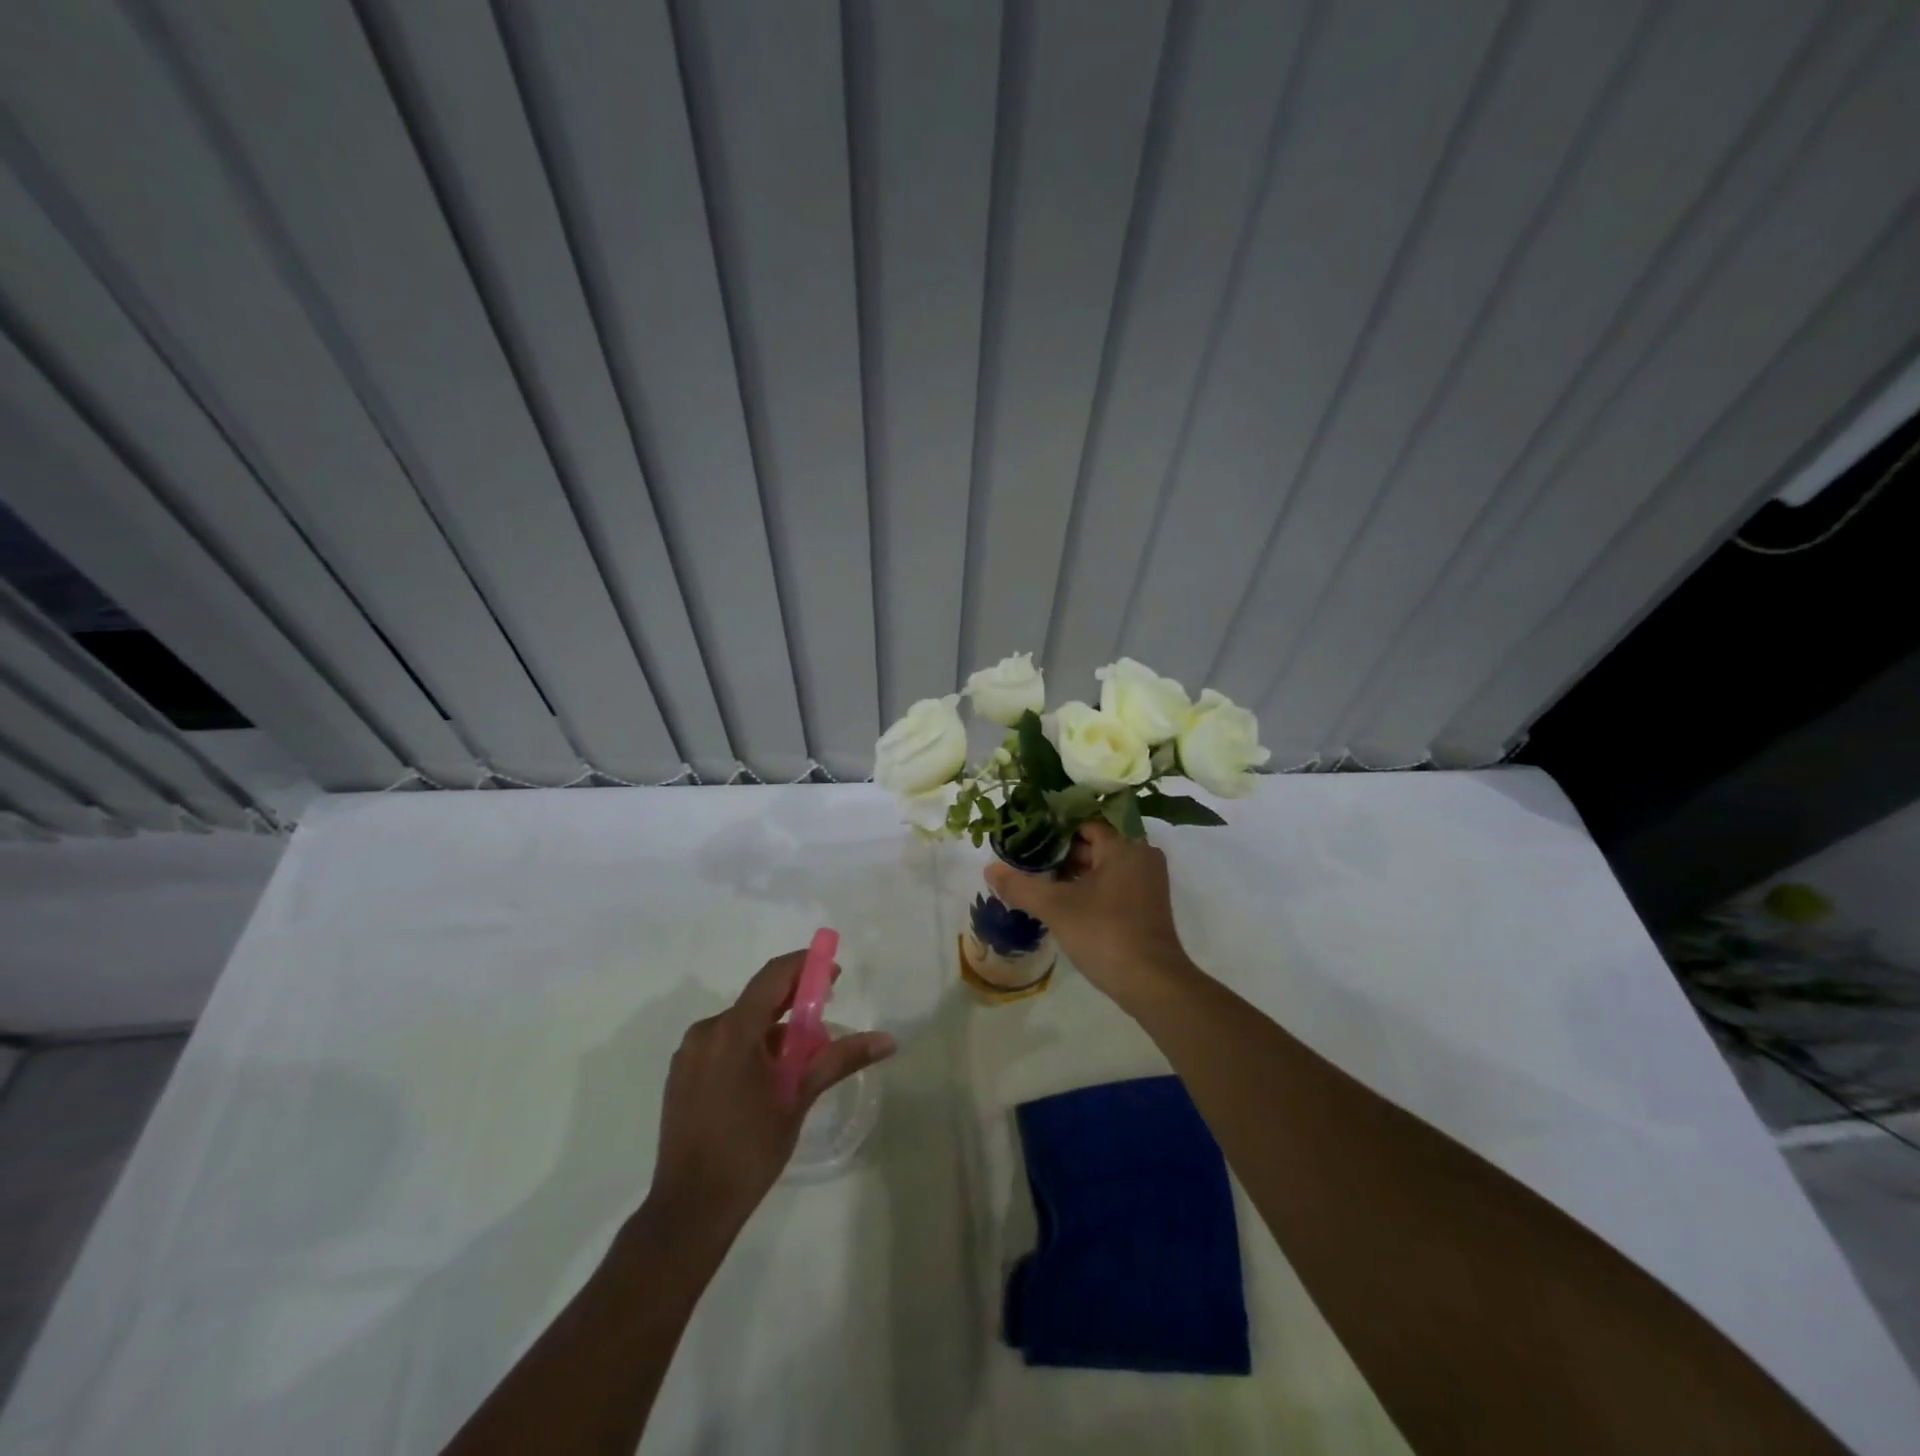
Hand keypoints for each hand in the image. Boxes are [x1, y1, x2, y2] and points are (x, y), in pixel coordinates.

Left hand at [647, 952, 894, 1240]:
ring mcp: (689, 1054)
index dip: (805, 966)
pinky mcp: (681, 1075)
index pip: (773, 976)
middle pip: (757, 999)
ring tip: (801, 1055)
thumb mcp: (798, 1099)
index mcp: (733, 1031)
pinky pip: (722, 1044)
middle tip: (825, 1012)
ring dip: (772, 1028)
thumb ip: (839, 1060)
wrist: (689, 1209)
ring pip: (740, 1024)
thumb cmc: (749, 1150)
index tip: (834, 972)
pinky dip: (750, 1046)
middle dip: (793, 1000)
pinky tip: (768, 1075)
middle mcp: (706, 1032)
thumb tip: (887, 1040)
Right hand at [985, 821, 1193, 1005]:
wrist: (1151, 983)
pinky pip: (1116, 882)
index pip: (1084, 823)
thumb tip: (988, 869)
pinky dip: (1093, 887)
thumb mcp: (1055, 908)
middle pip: (1095, 843)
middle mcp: (1142, 854)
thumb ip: (1020, 885)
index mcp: (1124, 844)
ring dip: (1076, 872)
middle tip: (1030, 863)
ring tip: (1042, 883)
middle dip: (1062, 853)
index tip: (1028, 840)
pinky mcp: (1150, 904)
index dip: (1053, 830)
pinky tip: (1067, 903)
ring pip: (1105, 864)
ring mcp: (1149, 880)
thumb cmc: (1104, 933)